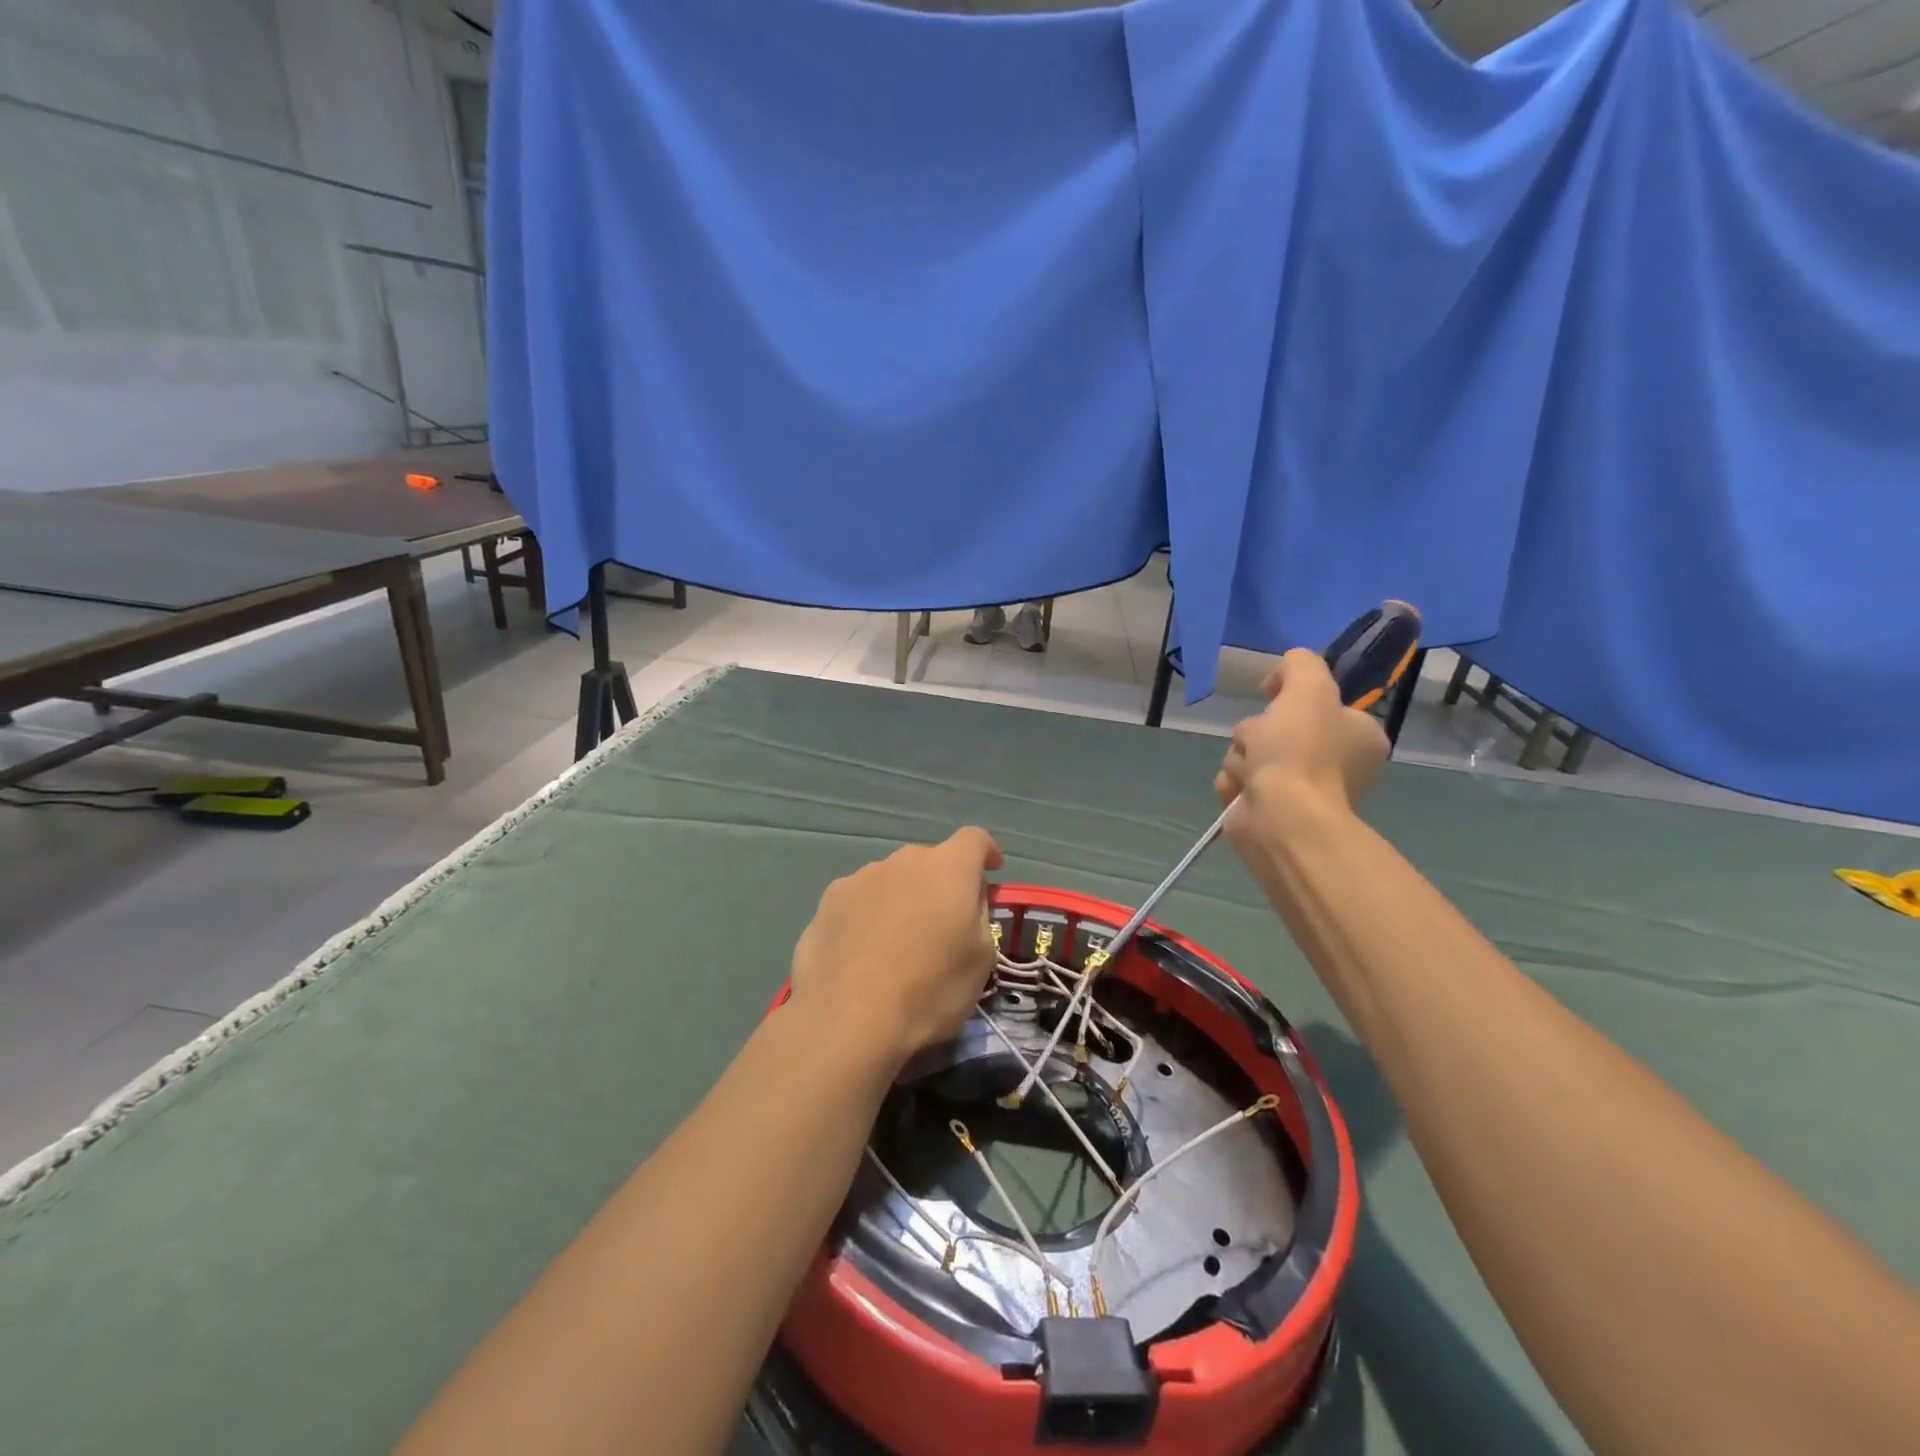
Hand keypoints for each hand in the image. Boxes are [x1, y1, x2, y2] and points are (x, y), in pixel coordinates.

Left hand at [789, 827, 1004, 1067]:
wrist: (848, 1019)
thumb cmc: (930, 990)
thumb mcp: (981, 959)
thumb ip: (978, 914)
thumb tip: (967, 898)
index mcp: (948, 868)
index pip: (974, 839)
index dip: (986, 852)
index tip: (991, 870)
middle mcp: (902, 860)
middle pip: (929, 861)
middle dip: (940, 883)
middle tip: (942, 924)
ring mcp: (859, 878)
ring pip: (891, 880)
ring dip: (901, 899)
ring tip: (895, 944)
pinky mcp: (827, 902)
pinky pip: (859, 900)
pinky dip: (867, 916)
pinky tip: (861, 953)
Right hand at [1215, 648, 1387, 856]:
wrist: (1282, 817)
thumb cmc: (1301, 751)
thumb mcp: (1309, 686)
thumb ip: (1301, 663)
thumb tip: (1285, 671)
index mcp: (1358, 735)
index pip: (1317, 701)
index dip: (1289, 695)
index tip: (1272, 695)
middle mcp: (1335, 763)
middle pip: (1276, 727)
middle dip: (1257, 732)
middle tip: (1263, 743)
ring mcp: (1300, 790)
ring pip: (1251, 753)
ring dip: (1240, 758)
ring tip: (1250, 773)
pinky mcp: (1269, 810)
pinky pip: (1238, 781)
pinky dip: (1233, 783)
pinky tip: (1241, 791)